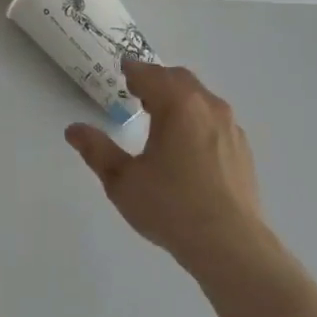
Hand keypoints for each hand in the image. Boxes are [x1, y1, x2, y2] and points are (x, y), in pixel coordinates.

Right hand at [66, 60, 268, 275]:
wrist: (230, 245)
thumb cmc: (170, 207)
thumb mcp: (122, 181)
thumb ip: (96, 150)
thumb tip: (73, 129)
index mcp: (178, 105)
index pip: (151, 75)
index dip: (133, 70)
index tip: (123, 70)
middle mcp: (208, 107)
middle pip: (180, 79)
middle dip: (157, 80)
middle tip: (137, 91)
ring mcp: (230, 128)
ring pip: (201, 99)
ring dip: (179, 99)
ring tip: (161, 117)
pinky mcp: (242, 150)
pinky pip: (215, 120)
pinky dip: (197, 119)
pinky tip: (187, 145)